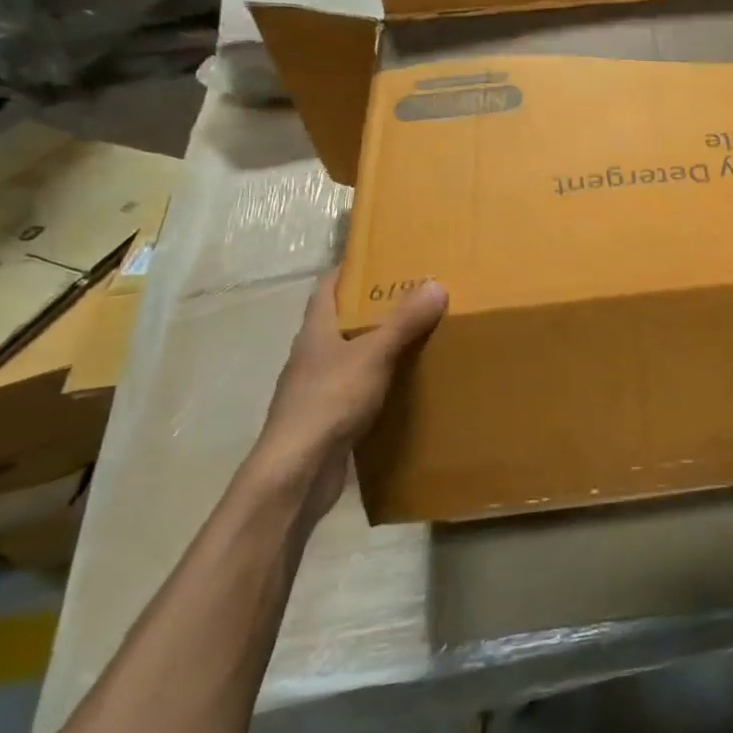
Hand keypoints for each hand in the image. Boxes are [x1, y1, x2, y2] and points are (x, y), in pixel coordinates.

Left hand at [247, 271, 447, 519]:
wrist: (296, 473)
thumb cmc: (328, 403)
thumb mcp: (373, 355)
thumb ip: (403, 322)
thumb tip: (435, 283)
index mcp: (316, 331)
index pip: (327, 287)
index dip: (351, 270)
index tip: (384, 258)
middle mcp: (312, 355)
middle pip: (341, 320)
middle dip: (374, 307)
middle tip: (415, 296)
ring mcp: (317, 388)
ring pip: (350, 355)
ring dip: (377, 345)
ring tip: (417, 335)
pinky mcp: (327, 418)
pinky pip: (357, 388)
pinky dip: (379, 380)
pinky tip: (404, 384)